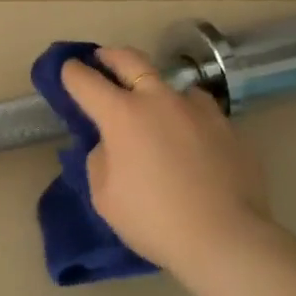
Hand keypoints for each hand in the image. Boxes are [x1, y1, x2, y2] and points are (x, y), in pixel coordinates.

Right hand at [60, 46, 270, 276]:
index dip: (71, 73)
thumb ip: (101, 159)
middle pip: (130, 59)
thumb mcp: (104, 194)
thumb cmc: (153, 219)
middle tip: (102, 59)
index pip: (85, 80)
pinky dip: (185, 116)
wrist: (225, 239)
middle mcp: (159, 100)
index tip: (67, 70)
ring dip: (155, 88)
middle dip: (110, 56)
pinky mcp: (228, 127)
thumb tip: (112, 145)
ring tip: (153, 106)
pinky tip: (188, 137)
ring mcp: (199, 110)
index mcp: (122, 115)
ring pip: (171, 83)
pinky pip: (199, 111)